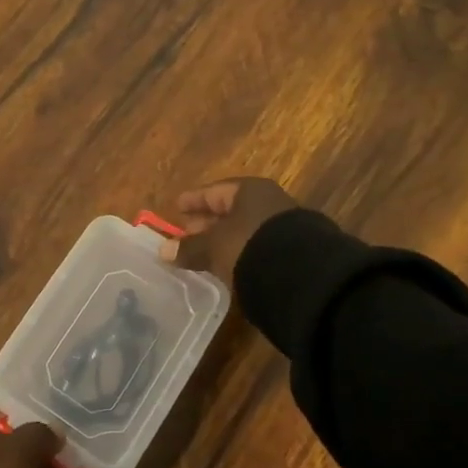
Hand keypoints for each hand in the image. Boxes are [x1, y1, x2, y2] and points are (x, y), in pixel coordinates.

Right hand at [159, 176, 299, 284]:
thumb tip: (163, 251)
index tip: (177, 206)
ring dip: (225, 240)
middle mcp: (269, 202)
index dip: (193, 199)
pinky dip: (242, 252)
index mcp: (249, 191)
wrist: (304, 276)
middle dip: (208, 221)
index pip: (214, 191)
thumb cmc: (250, 246)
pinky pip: (258, 246)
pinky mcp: (294, 252)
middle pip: (231, 209)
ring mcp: (285, 227)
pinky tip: (231, 265)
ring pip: (245, 229)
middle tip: (186, 232)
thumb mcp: (214, 247)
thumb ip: (189, 247)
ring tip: (205, 253)